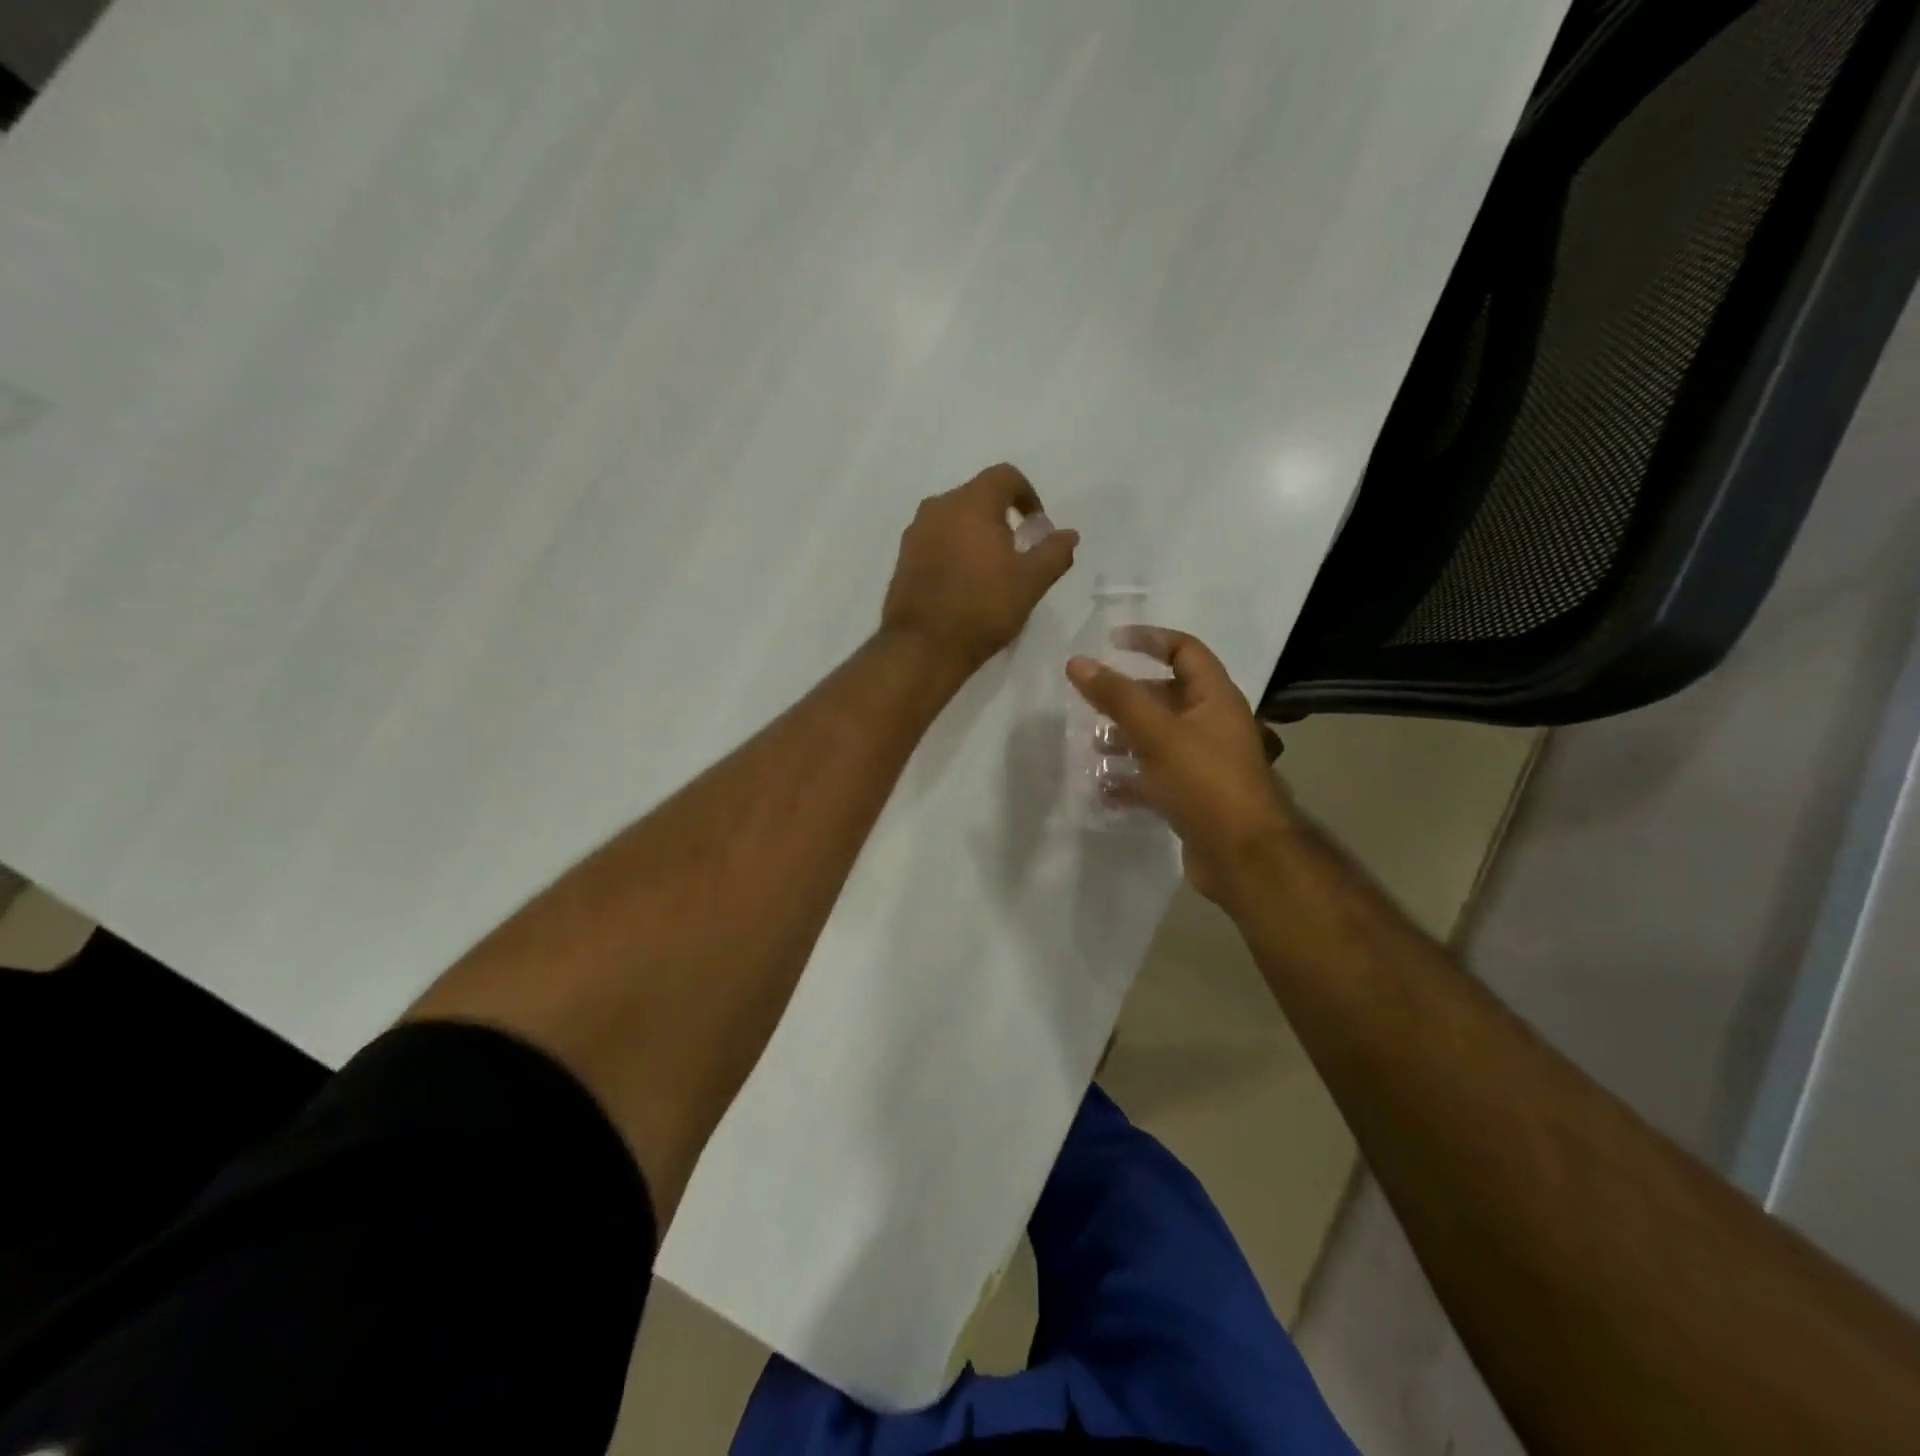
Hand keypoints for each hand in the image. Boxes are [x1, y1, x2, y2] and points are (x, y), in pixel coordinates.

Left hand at [882, 463, 1078, 672]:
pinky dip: (954, 549)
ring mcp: (916, 532)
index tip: (1037, 527)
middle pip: (977, 495)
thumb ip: (1054, 553)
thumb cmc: (982, 608)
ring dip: (976, 533)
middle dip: (1001, 516)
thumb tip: (1068, 535)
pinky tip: (964, 582)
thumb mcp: (1031, 582)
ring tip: (990, 569)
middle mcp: (938, 507)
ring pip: (954, 518)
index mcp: (972, 502)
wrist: (922, 646)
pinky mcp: (903, 557)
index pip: (1005, 476)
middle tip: (1017, 551)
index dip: (1027, 495)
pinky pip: (936, 540)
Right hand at [1066, 628, 1296, 908]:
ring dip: (1123, 740)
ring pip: (1156, 740)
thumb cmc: (1205, 782)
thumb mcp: (1158, 733)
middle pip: (1165, 697)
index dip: (1150, 640)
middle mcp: (1211, 725)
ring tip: (1091, 749)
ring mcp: (1203, 763)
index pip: (1184, 650)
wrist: (1244, 857)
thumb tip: (1078, 662)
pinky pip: (1155, 779)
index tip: (1110, 642)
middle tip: (1089, 704)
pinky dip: (1129, 781)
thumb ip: (1117, 697)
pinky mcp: (1192, 797)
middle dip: (1126, 699)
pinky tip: (1103, 791)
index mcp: (1214, 698)